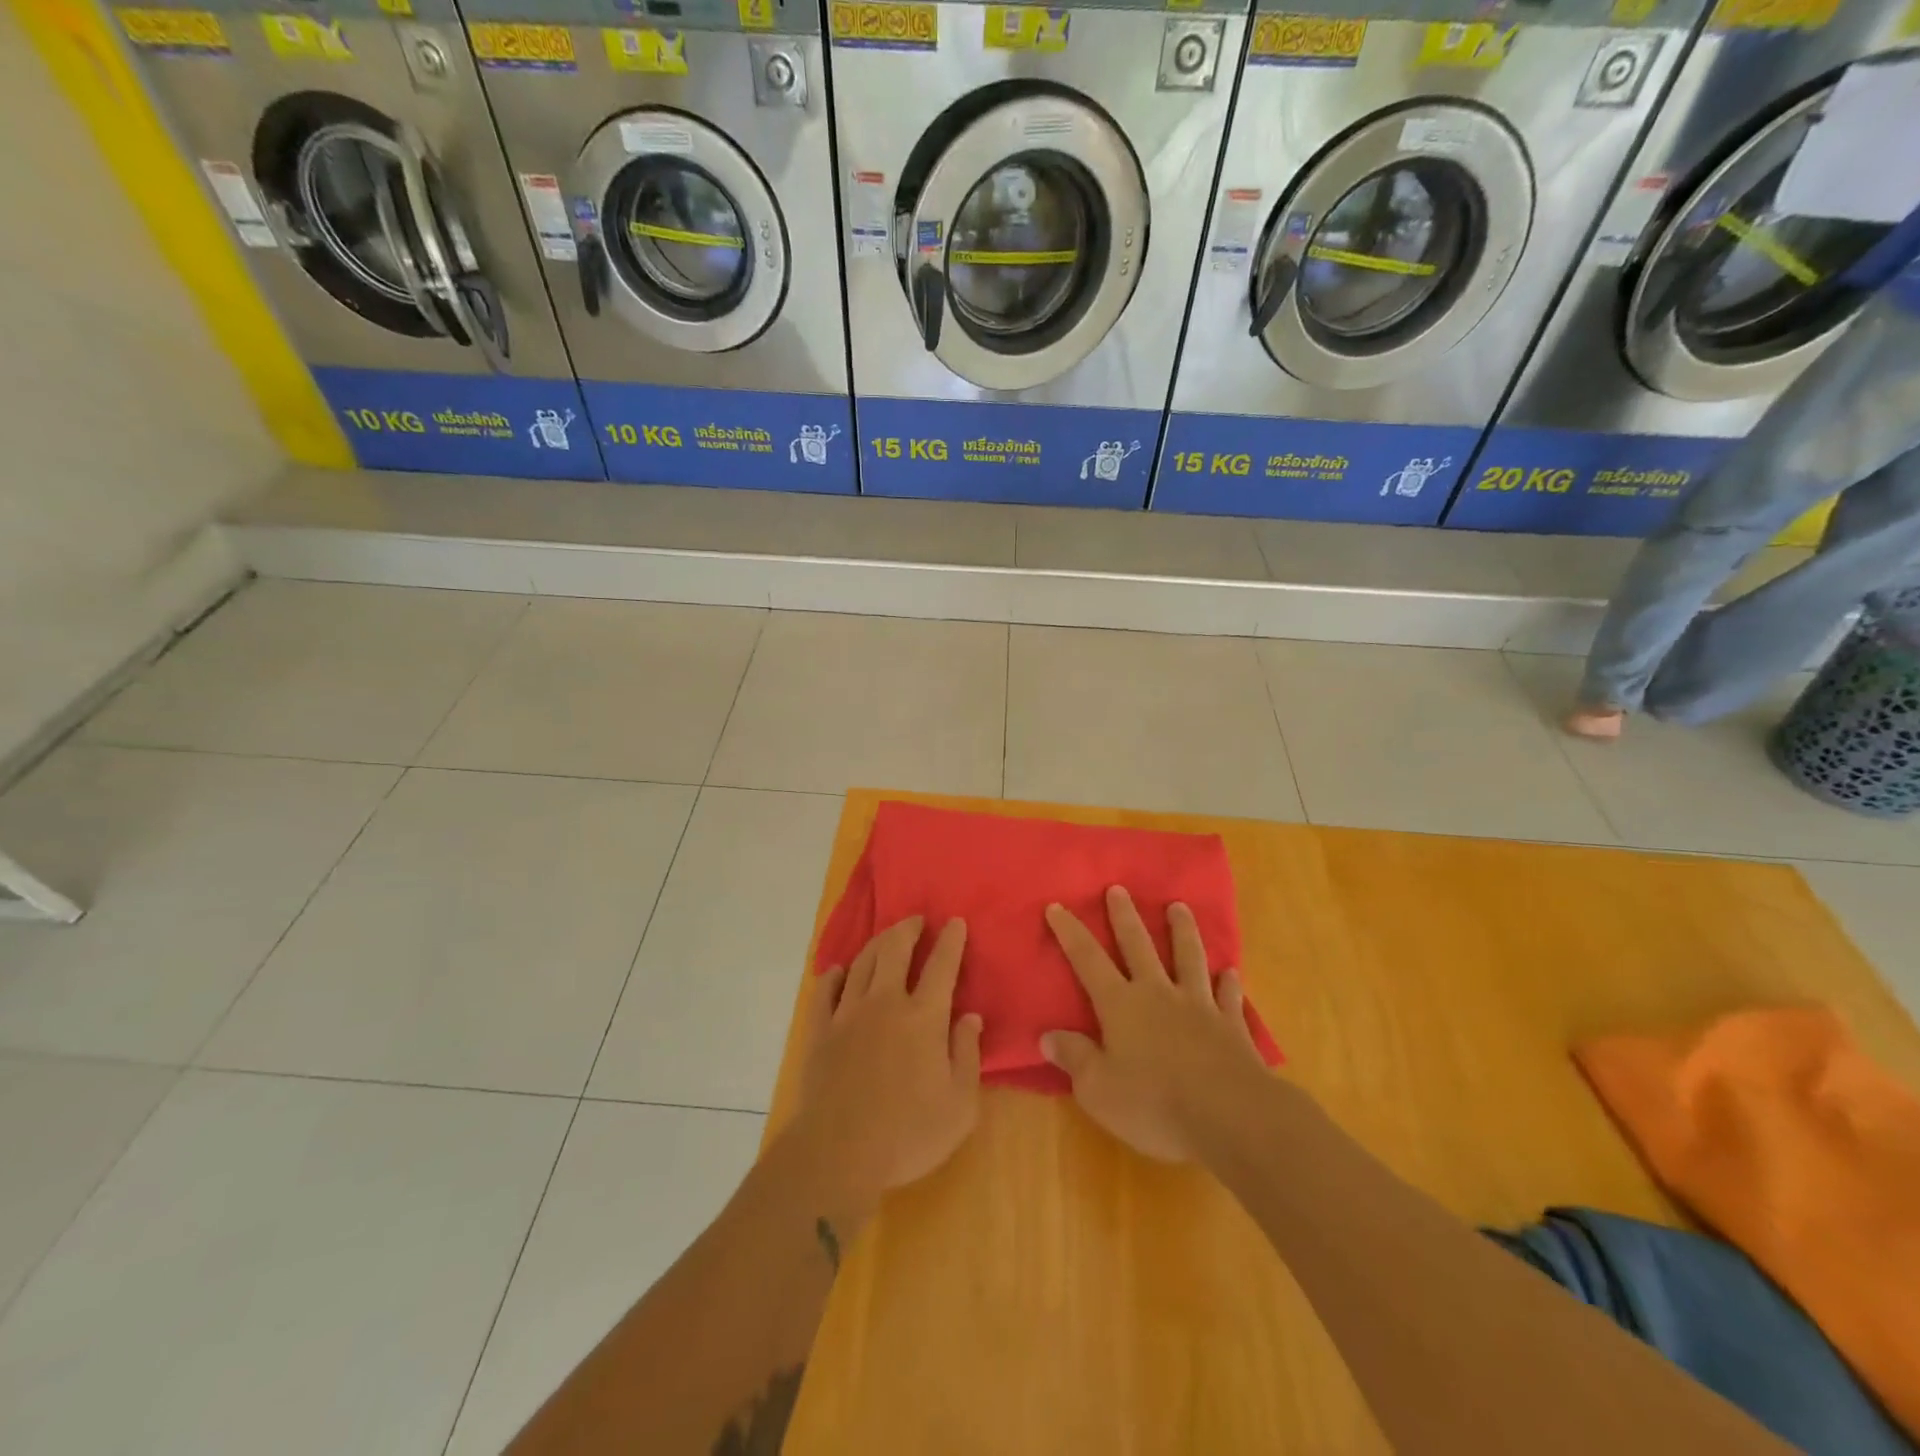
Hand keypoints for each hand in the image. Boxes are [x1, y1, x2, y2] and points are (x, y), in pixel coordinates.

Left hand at [791, 916, 983, 1212]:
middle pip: (895, 950)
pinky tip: (839, 971)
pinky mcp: (820, 1031)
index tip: (956, 922)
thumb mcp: (959, 1105)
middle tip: (916, 919)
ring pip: (862, 962)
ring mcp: (848, 1014)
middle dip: (908, 928)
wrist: (837, 1153)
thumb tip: (971, 1017)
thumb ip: (967, 1055)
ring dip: (877, 943)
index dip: (951, 940)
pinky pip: (825, 990)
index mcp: (923, 1017)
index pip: (941, 966)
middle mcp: (885, 1002)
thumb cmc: (908, 1134)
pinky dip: (834, 975)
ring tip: (886, 937)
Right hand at [1042, 887, 1268, 1161]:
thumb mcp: (1098, 1090)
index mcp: (1120, 1005)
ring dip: (1183, 931)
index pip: (1088, 960)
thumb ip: (1074, 1058)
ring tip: (1179, 906)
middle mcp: (1158, 994)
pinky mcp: (1231, 1026)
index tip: (1058, 906)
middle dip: (1125, 916)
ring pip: (1188, 958)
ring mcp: (1198, 1006)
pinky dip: (1228, 983)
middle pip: (1139, 946)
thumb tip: (1047, 1036)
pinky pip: (1228, 997)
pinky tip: (1230, 973)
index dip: (1071, 933)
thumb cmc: (1155, 1104)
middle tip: (1118, 888)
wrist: (1230, 1115)